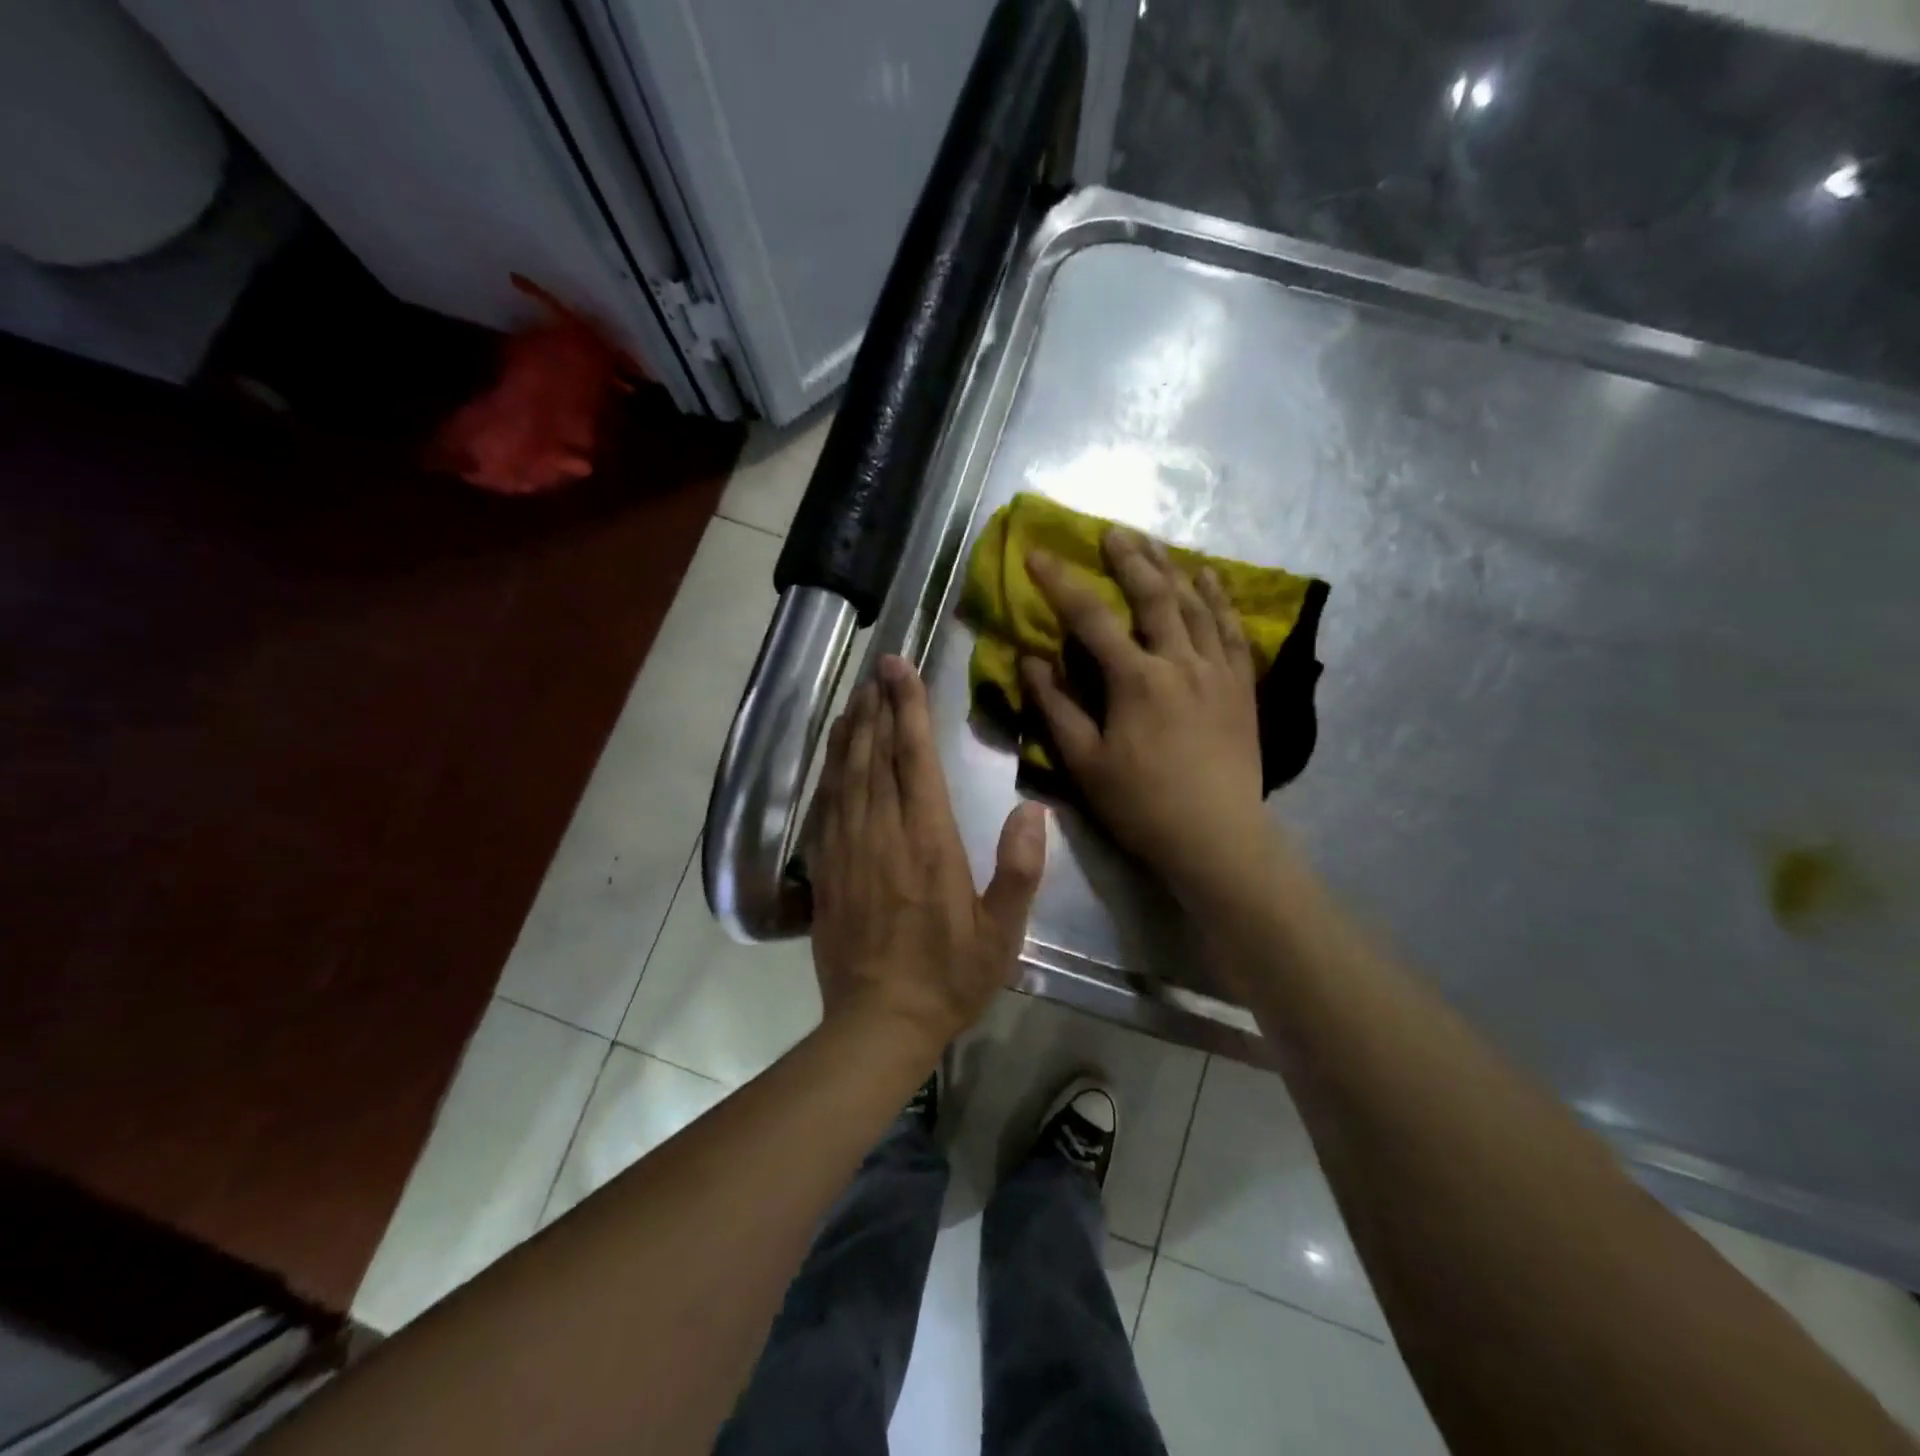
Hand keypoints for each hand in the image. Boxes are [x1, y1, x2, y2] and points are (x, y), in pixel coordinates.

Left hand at [808, 654, 1047, 1048]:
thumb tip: (1032, 810)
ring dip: (851, 731)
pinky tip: (833, 754)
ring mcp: (847, 849)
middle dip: (878, 706)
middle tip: (878, 667)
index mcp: (929, 842)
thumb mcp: (1001, 932)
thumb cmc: (948, 977)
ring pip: (846, 774)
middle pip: (876, 755)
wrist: (878, 1023)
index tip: (901, 669)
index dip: (908, 709)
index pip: (915, 760)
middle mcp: (883, 834)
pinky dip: (829, 770)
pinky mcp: (827, 868)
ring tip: (857, 696)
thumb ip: (1018, 869)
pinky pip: (826, 806)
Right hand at [1021, 530, 1277, 907]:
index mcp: (1135, 680)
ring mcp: (1217, 671)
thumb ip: (1056, 707)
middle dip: (1128, 559)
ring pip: (1195, 604)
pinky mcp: (1242, 686)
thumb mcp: (1085, 762)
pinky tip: (1209, 578)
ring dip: (1171, 568)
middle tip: (1111, 532)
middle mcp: (1179, 662)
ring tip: (1153, 543)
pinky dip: (1219, 599)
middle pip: (1152, 596)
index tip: (1037, 554)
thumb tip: (1029, 660)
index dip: (1060, 582)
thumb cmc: (1142, 805)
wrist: (1217, 836)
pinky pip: (1232, 630)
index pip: (1090, 617)